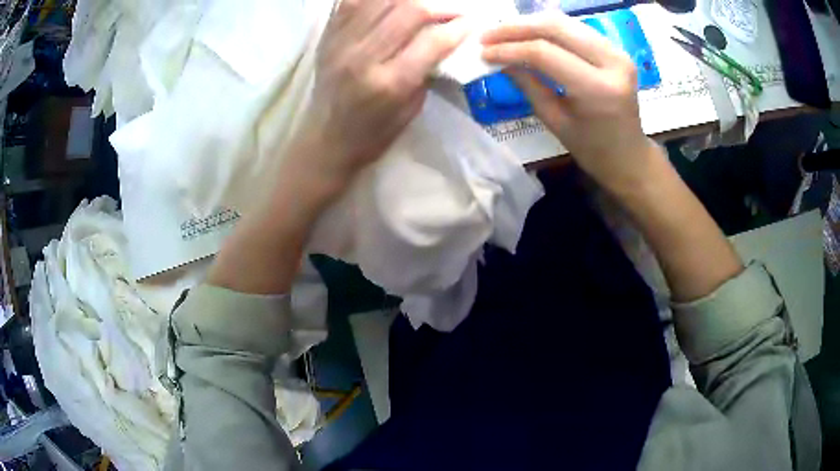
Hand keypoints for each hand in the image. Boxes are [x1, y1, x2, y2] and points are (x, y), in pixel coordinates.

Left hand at [289, 0, 467, 196]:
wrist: (325, 138)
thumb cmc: (374, 132)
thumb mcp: (411, 108)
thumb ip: (426, 69)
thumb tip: (442, 35)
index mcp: (389, 83)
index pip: (432, 41)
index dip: (457, 26)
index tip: (470, 21)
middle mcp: (363, 57)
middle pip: (407, 10)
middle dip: (437, 7)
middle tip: (450, 11)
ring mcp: (341, 43)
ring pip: (380, 0)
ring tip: (420, 5)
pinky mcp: (327, 36)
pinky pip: (351, 1)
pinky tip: (390, 3)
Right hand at [481, 12, 659, 193]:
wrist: (628, 155)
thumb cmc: (591, 148)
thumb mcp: (554, 120)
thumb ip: (527, 83)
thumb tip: (495, 59)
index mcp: (598, 89)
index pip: (545, 53)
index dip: (510, 48)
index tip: (483, 51)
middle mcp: (613, 62)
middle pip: (556, 27)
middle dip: (516, 27)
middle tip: (487, 35)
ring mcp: (618, 52)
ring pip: (565, 22)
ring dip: (530, 23)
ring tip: (503, 33)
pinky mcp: (616, 48)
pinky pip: (575, 28)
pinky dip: (548, 28)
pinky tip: (528, 34)